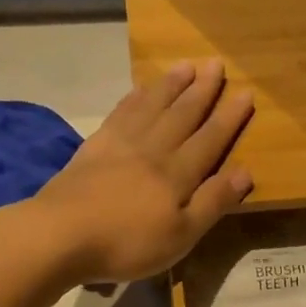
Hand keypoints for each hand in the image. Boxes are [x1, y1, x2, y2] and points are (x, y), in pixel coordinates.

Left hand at [32, 58, 253, 283]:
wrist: (60, 234)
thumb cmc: (127, 243)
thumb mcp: (181, 235)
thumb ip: (213, 202)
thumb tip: (246, 172)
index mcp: (177, 174)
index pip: (210, 139)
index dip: (229, 117)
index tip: (245, 92)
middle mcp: (152, 150)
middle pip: (182, 115)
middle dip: (202, 90)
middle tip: (216, 63)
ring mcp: (120, 145)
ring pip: (152, 107)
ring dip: (170, 85)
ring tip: (186, 66)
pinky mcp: (93, 148)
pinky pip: (120, 114)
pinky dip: (134, 98)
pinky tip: (140, 90)